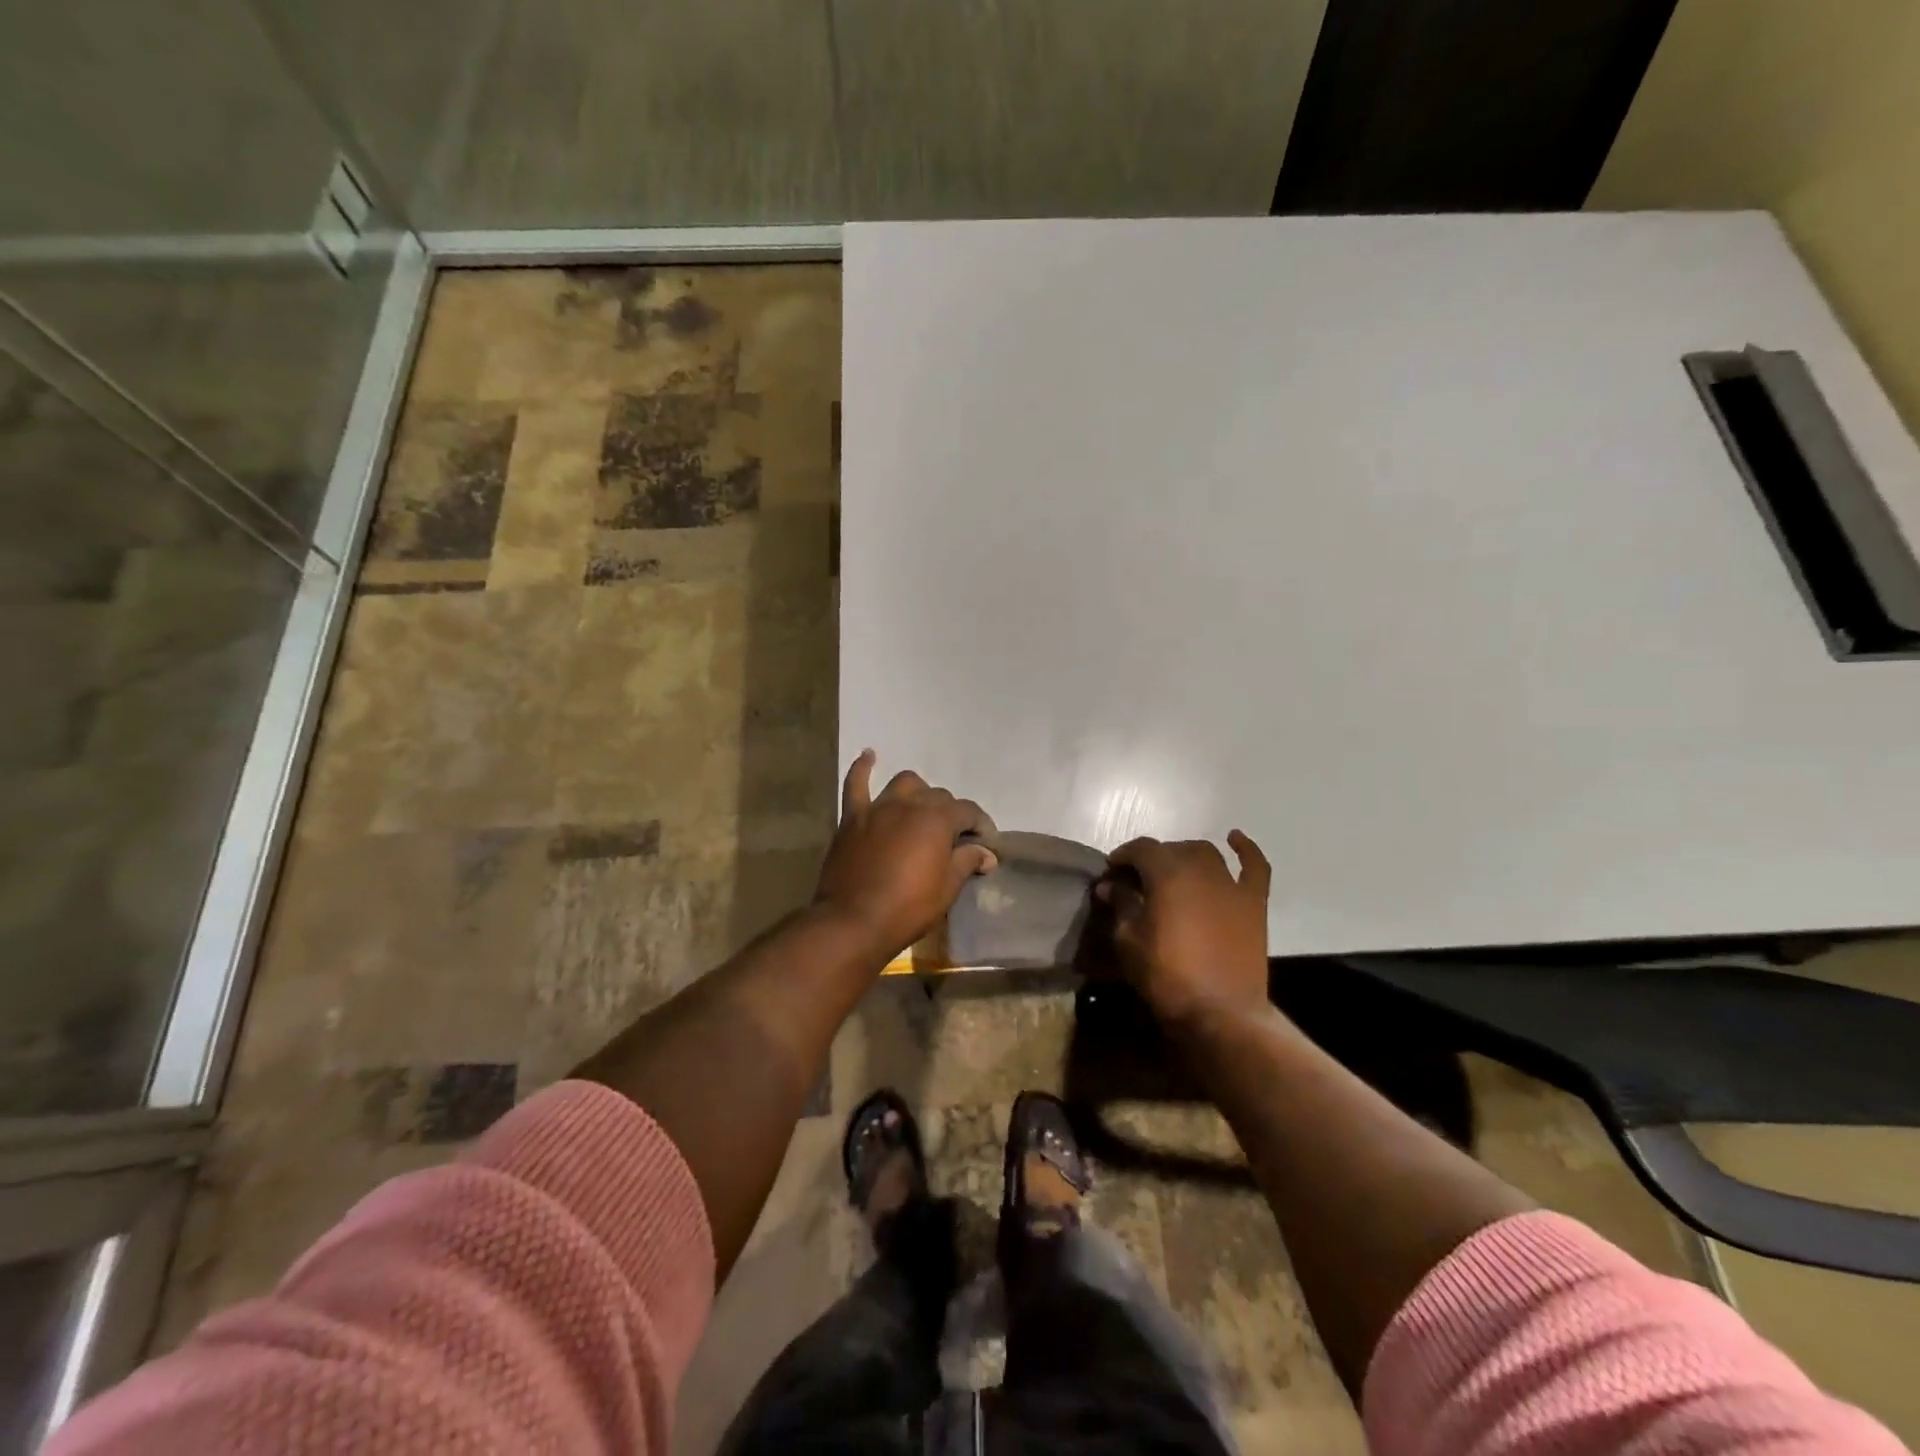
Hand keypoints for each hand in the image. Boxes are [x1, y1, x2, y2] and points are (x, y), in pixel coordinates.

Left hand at [812, 751, 996, 956]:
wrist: (853, 922)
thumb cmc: (907, 908)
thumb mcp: (947, 889)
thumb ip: (967, 862)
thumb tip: (986, 853)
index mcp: (937, 819)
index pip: (968, 811)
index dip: (981, 826)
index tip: (985, 846)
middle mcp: (910, 804)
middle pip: (938, 797)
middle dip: (952, 815)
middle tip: (955, 841)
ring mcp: (878, 808)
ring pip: (905, 783)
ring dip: (918, 793)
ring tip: (921, 811)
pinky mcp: (852, 818)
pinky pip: (856, 784)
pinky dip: (863, 768)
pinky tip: (869, 756)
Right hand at [1098, 831, 1271, 1030]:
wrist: (1221, 1013)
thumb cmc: (1167, 976)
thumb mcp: (1129, 941)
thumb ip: (1121, 905)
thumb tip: (1110, 885)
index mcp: (1167, 874)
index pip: (1140, 849)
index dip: (1123, 856)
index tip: (1111, 871)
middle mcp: (1200, 868)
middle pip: (1172, 849)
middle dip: (1151, 859)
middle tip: (1137, 880)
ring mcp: (1231, 884)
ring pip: (1206, 853)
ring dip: (1185, 855)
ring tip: (1174, 870)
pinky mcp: (1254, 902)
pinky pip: (1254, 867)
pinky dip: (1246, 849)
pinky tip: (1234, 838)